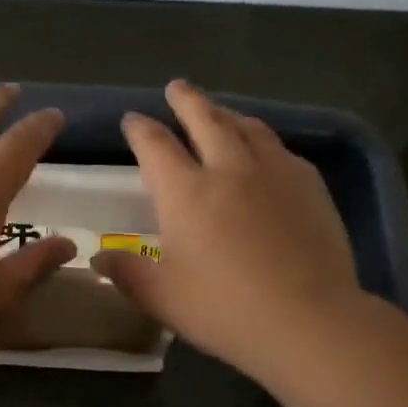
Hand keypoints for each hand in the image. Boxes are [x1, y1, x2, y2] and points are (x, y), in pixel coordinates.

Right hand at [92, 80, 359, 380]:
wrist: (307, 319)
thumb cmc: (223, 309)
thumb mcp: (161, 297)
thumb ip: (127, 273)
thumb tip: (98, 258)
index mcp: (185, 192)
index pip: (155, 146)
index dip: (140, 129)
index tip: (132, 120)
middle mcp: (228, 168)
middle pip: (205, 119)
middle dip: (186, 100)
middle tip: (176, 87)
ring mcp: (273, 172)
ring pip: (247, 127)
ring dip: (226, 113)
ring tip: (218, 111)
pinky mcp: (309, 185)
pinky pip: (279, 149)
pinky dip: (262, 140)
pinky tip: (264, 151)